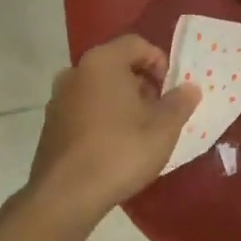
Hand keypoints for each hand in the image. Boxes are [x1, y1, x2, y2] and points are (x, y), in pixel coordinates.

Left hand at [18, 35, 200, 229]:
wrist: (65, 196)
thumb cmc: (120, 152)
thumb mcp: (163, 128)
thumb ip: (180, 103)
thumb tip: (190, 88)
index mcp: (102, 62)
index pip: (137, 44)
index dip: (160, 63)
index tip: (170, 91)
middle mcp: (75, 72)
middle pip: (117, 65)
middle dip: (142, 83)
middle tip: (159, 112)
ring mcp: (58, 98)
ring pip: (99, 88)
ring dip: (122, 102)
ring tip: (139, 131)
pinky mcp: (51, 124)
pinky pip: (84, 109)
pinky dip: (102, 118)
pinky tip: (114, 146)